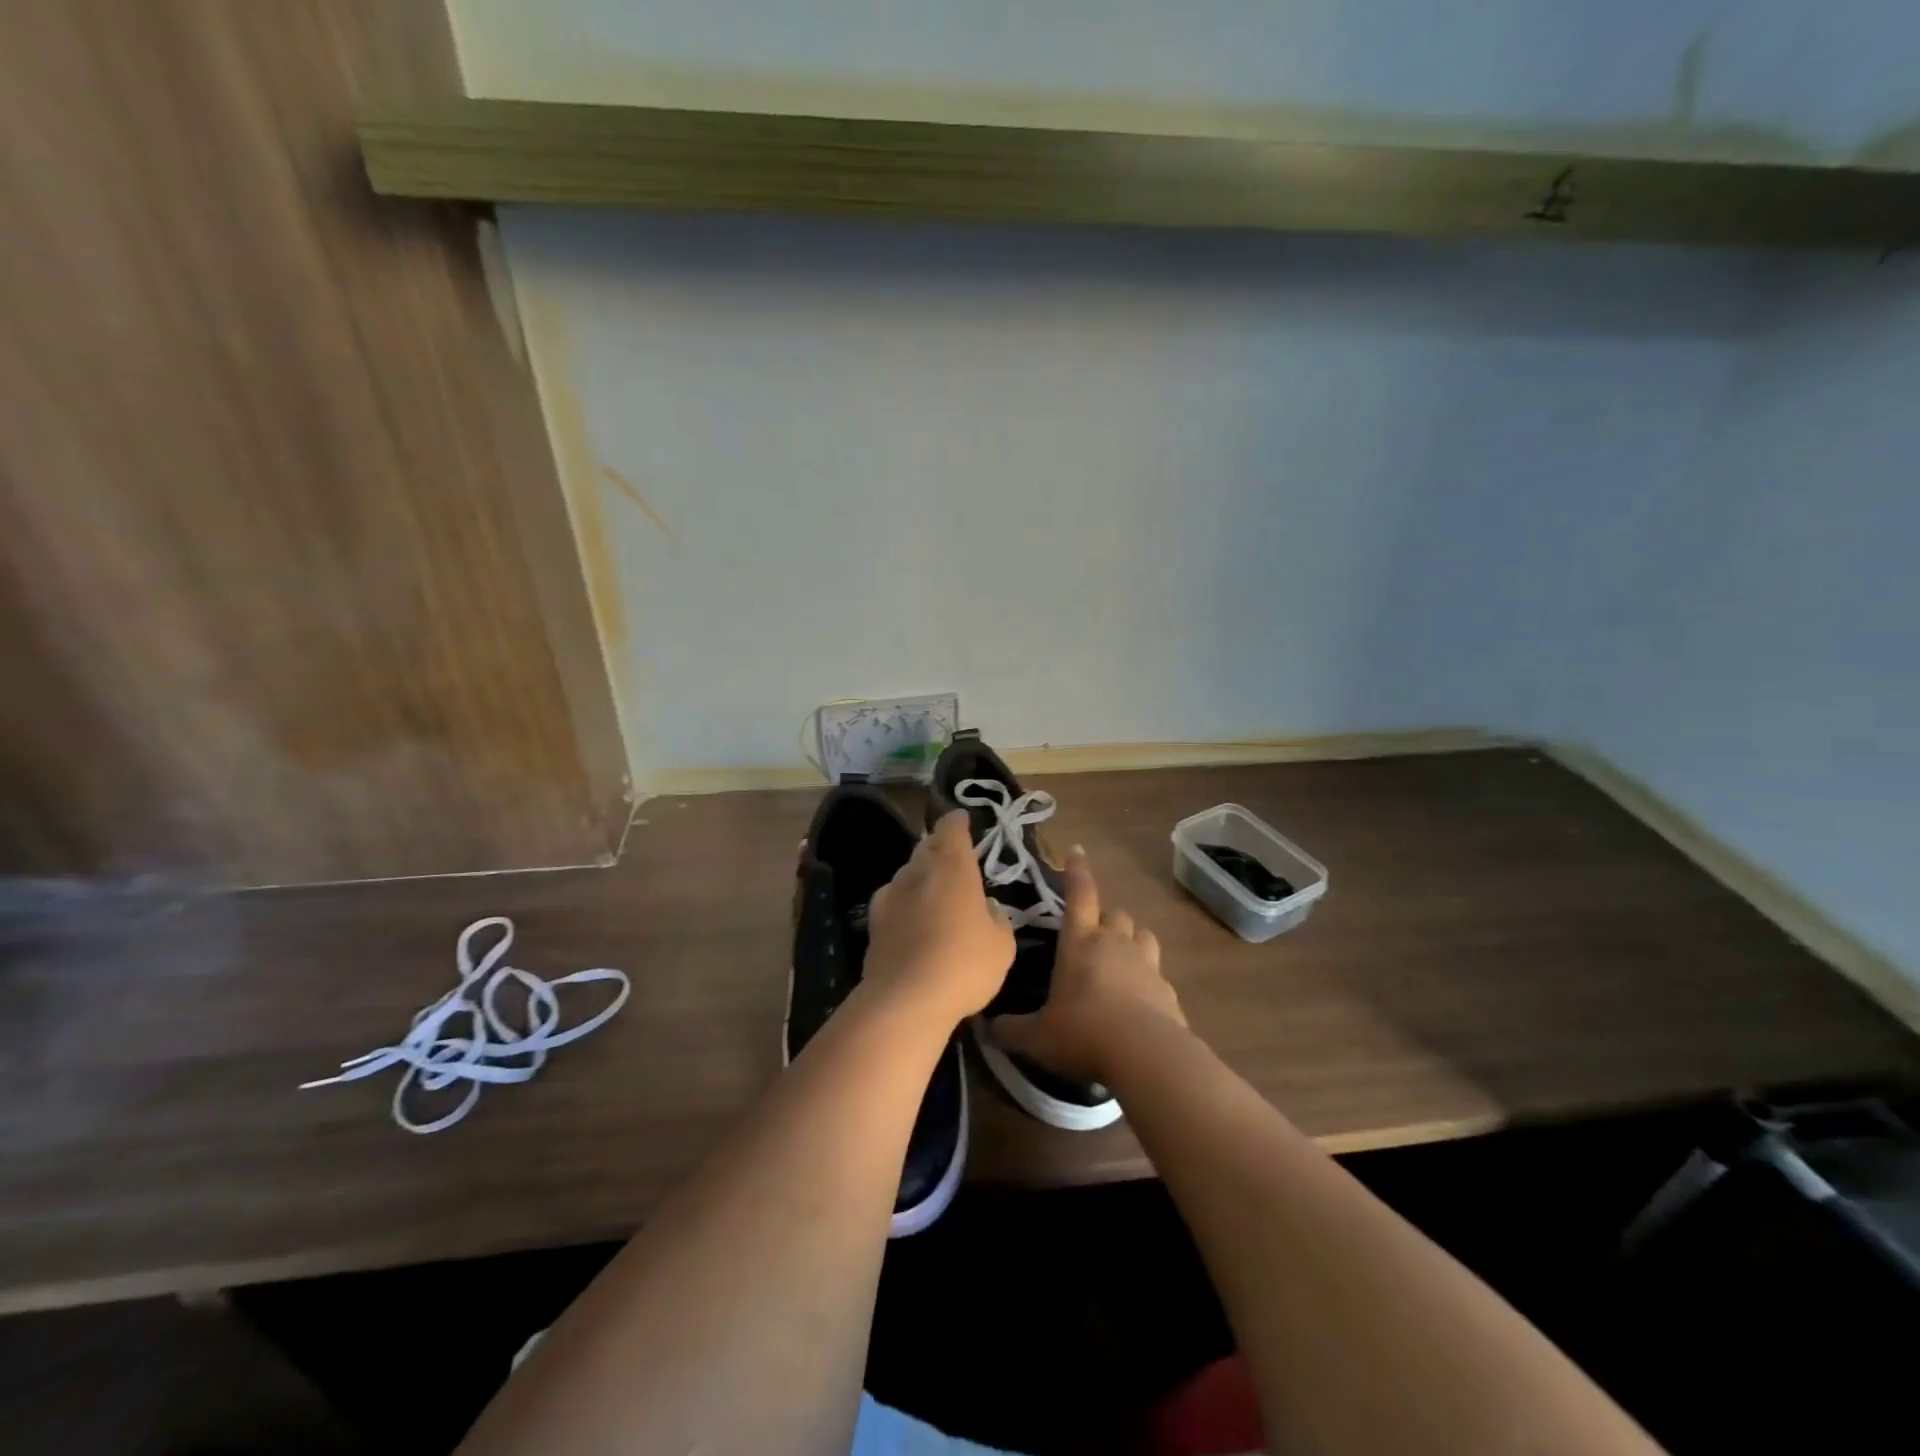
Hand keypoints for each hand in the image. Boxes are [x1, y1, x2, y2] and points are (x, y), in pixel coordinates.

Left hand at [864, 810, 1015, 1027]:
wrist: (905, 999)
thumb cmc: (964, 964)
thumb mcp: (1001, 945)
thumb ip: (997, 919)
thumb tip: (988, 907)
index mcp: (952, 867)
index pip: (951, 828)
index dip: (957, 822)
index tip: (963, 819)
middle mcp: (917, 871)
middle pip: (926, 847)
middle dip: (939, 847)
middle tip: (952, 856)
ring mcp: (890, 895)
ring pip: (907, 873)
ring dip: (921, 876)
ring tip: (934, 891)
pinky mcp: (873, 923)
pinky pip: (893, 901)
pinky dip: (905, 903)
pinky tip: (913, 920)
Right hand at [993, 847, 1184, 1083]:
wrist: (1146, 1056)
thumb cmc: (1083, 1033)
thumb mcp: (1037, 1037)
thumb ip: (1011, 1030)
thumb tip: (985, 1028)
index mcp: (1080, 942)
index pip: (1079, 894)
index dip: (1076, 871)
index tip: (1076, 851)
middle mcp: (1115, 944)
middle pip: (1115, 913)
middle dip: (1105, 918)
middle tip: (1092, 934)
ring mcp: (1147, 965)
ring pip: (1143, 935)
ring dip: (1132, 940)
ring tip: (1121, 957)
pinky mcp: (1168, 991)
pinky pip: (1158, 974)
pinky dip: (1148, 980)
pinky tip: (1140, 1001)